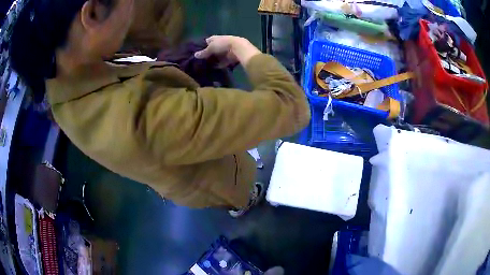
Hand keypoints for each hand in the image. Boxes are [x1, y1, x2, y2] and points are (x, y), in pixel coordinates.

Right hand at [194, 36, 238, 66]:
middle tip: (201, 61)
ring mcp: (226, 50)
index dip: (203, 46)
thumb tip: (195, 55)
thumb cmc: (222, 44)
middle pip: (212, 49)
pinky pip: (223, 62)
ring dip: (214, 60)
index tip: (197, 52)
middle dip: (208, 54)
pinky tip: (214, 69)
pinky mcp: (230, 57)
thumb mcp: (211, 48)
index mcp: (215, 38)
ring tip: (206, 66)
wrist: (238, 48)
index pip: (207, 41)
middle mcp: (220, 43)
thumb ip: (203, 52)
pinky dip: (219, 65)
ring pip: (217, 56)